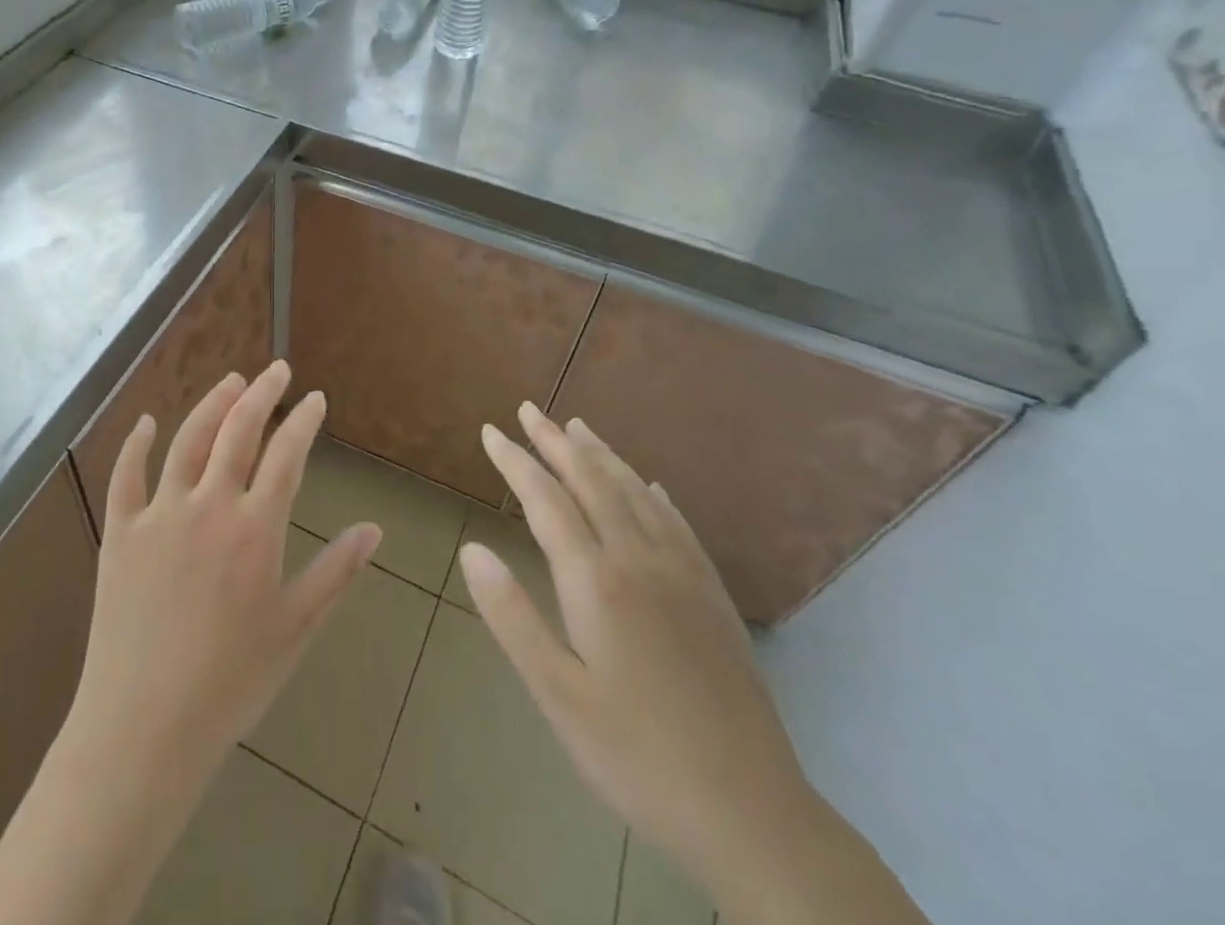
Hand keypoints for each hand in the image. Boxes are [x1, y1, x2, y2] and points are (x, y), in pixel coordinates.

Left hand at [66, 361, 380, 790]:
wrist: (144, 727)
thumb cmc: (230, 682)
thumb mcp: (295, 629)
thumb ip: (336, 573)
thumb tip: (374, 529)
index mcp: (255, 528)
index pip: (286, 455)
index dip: (303, 421)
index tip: (315, 398)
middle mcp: (208, 506)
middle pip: (238, 430)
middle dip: (262, 393)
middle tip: (277, 370)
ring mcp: (159, 514)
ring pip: (187, 440)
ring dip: (212, 404)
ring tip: (231, 381)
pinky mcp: (120, 532)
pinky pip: (126, 475)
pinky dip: (135, 444)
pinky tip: (145, 422)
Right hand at [461, 403, 812, 891]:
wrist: (753, 814)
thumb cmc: (638, 757)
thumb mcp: (558, 696)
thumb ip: (512, 617)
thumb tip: (471, 550)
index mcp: (597, 581)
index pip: (546, 500)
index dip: (515, 462)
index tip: (490, 431)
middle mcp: (640, 560)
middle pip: (592, 482)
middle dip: (555, 442)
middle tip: (528, 410)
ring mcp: (684, 575)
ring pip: (636, 494)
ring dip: (602, 456)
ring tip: (578, 428)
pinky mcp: (713, 597)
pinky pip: (678, 524)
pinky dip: (653, 493)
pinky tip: (649, 486)